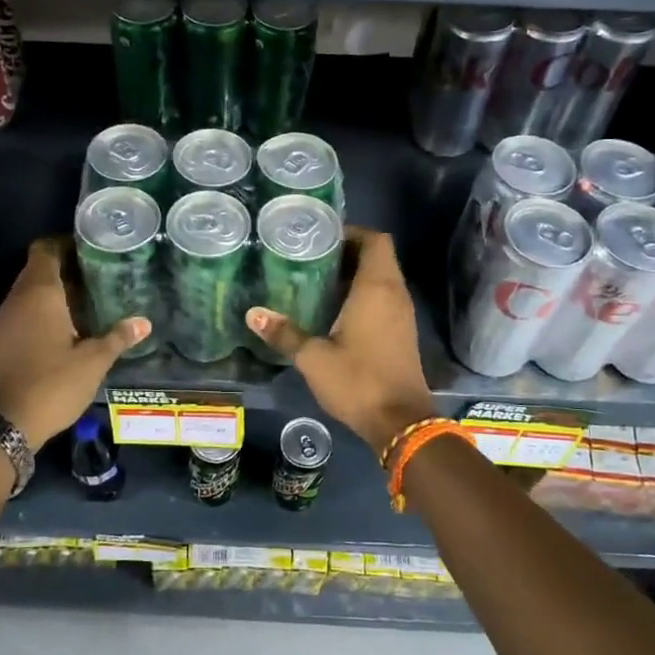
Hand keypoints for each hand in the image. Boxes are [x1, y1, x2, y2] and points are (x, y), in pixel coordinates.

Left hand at [0, 238, 149, 448]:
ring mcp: (9, 318)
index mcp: (40, 292)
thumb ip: (117, 337)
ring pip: (33, 289)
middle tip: (101, 270)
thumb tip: (144, 322)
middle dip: (68, 265)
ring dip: (58, 288)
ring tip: (92, 294)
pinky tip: (73, 321)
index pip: (46, 248)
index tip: (93, 247)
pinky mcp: (5, 338)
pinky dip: (47, 307)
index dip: (66, 242)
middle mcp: (19, 298)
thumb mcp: (93, 361)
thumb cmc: (52, 383)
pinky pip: (27, 308)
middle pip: (40, 267)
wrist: (6, 422)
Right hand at [246, 228, 435, 452]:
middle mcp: (394, 293)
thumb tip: (253, 313)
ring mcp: (402, 314)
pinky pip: (384, 298)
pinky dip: (363, 294)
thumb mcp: (314, 358)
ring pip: (382, 278)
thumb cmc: (358, 381)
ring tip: (317, 279)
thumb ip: (285, 332)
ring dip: (355, 274)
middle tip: (311, 257)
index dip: (351, 232)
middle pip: (377, 256)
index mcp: (377, 288)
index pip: (375, 240)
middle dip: (347, 251)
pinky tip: (335, 309)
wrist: (400, 422)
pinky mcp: (402, 332)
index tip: (321, 238)